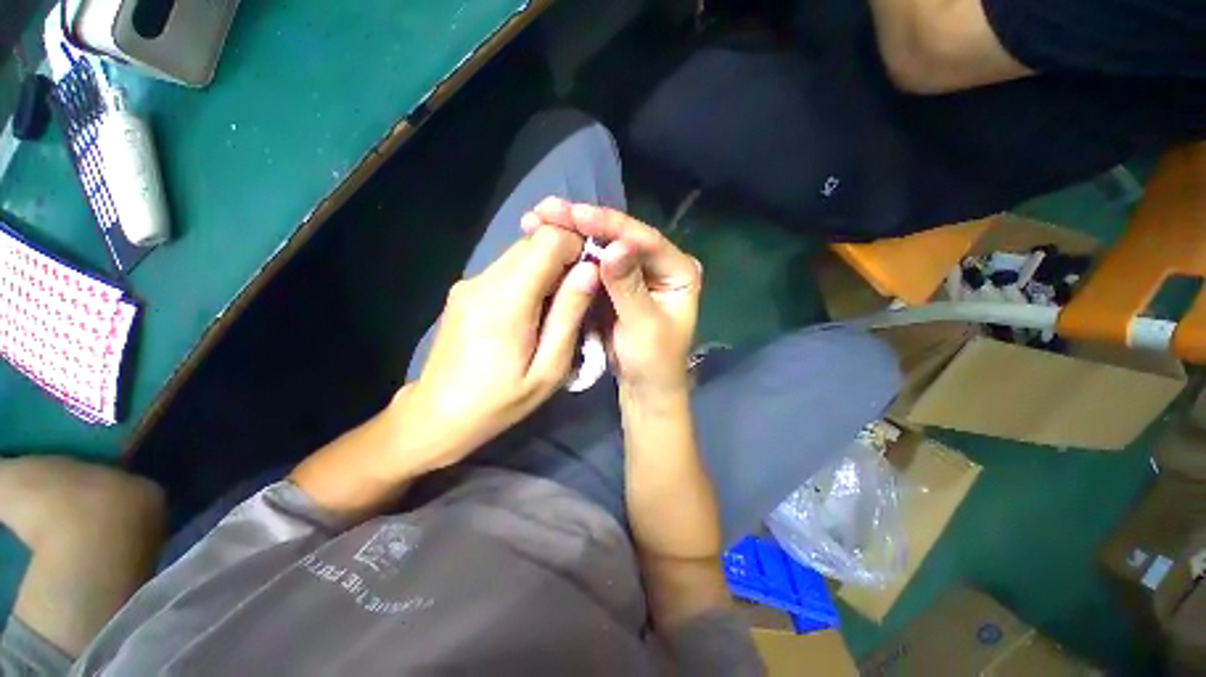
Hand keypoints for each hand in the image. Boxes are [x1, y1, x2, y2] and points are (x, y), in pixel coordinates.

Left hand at [397, 225, 599, 468]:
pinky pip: (507, 269)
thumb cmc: (500, 401)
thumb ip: (569, 314)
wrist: (438, 415)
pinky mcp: (465, 288)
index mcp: (506, 300)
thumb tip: (591, 270)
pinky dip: (530, 278)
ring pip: (521, 253)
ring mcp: (470, 282)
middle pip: (534, 242)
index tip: (591, 273)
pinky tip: (533, 310)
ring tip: (557, 305)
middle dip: (565, 257)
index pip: (548, 240)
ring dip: (548, 269)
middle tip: (579, 293)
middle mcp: (484, 280)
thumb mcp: (549, 368)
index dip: (577, 246)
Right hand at [527, 198, 702, 400]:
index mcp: (678, 270)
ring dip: (572, 233)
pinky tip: (547, 240)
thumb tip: (614, 248)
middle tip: (546, 209)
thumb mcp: (644, 327)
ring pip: (602, 246)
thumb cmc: (654, 361)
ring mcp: (634, 271)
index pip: (643, 239)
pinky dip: (571, 254)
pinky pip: (592, 264)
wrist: (644, 386)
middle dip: (583, 223)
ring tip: (538, 219)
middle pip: (620, 237)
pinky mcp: (615, 282)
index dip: (609, 225)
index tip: (575, 214)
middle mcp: (658, 263)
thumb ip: (629, 288)